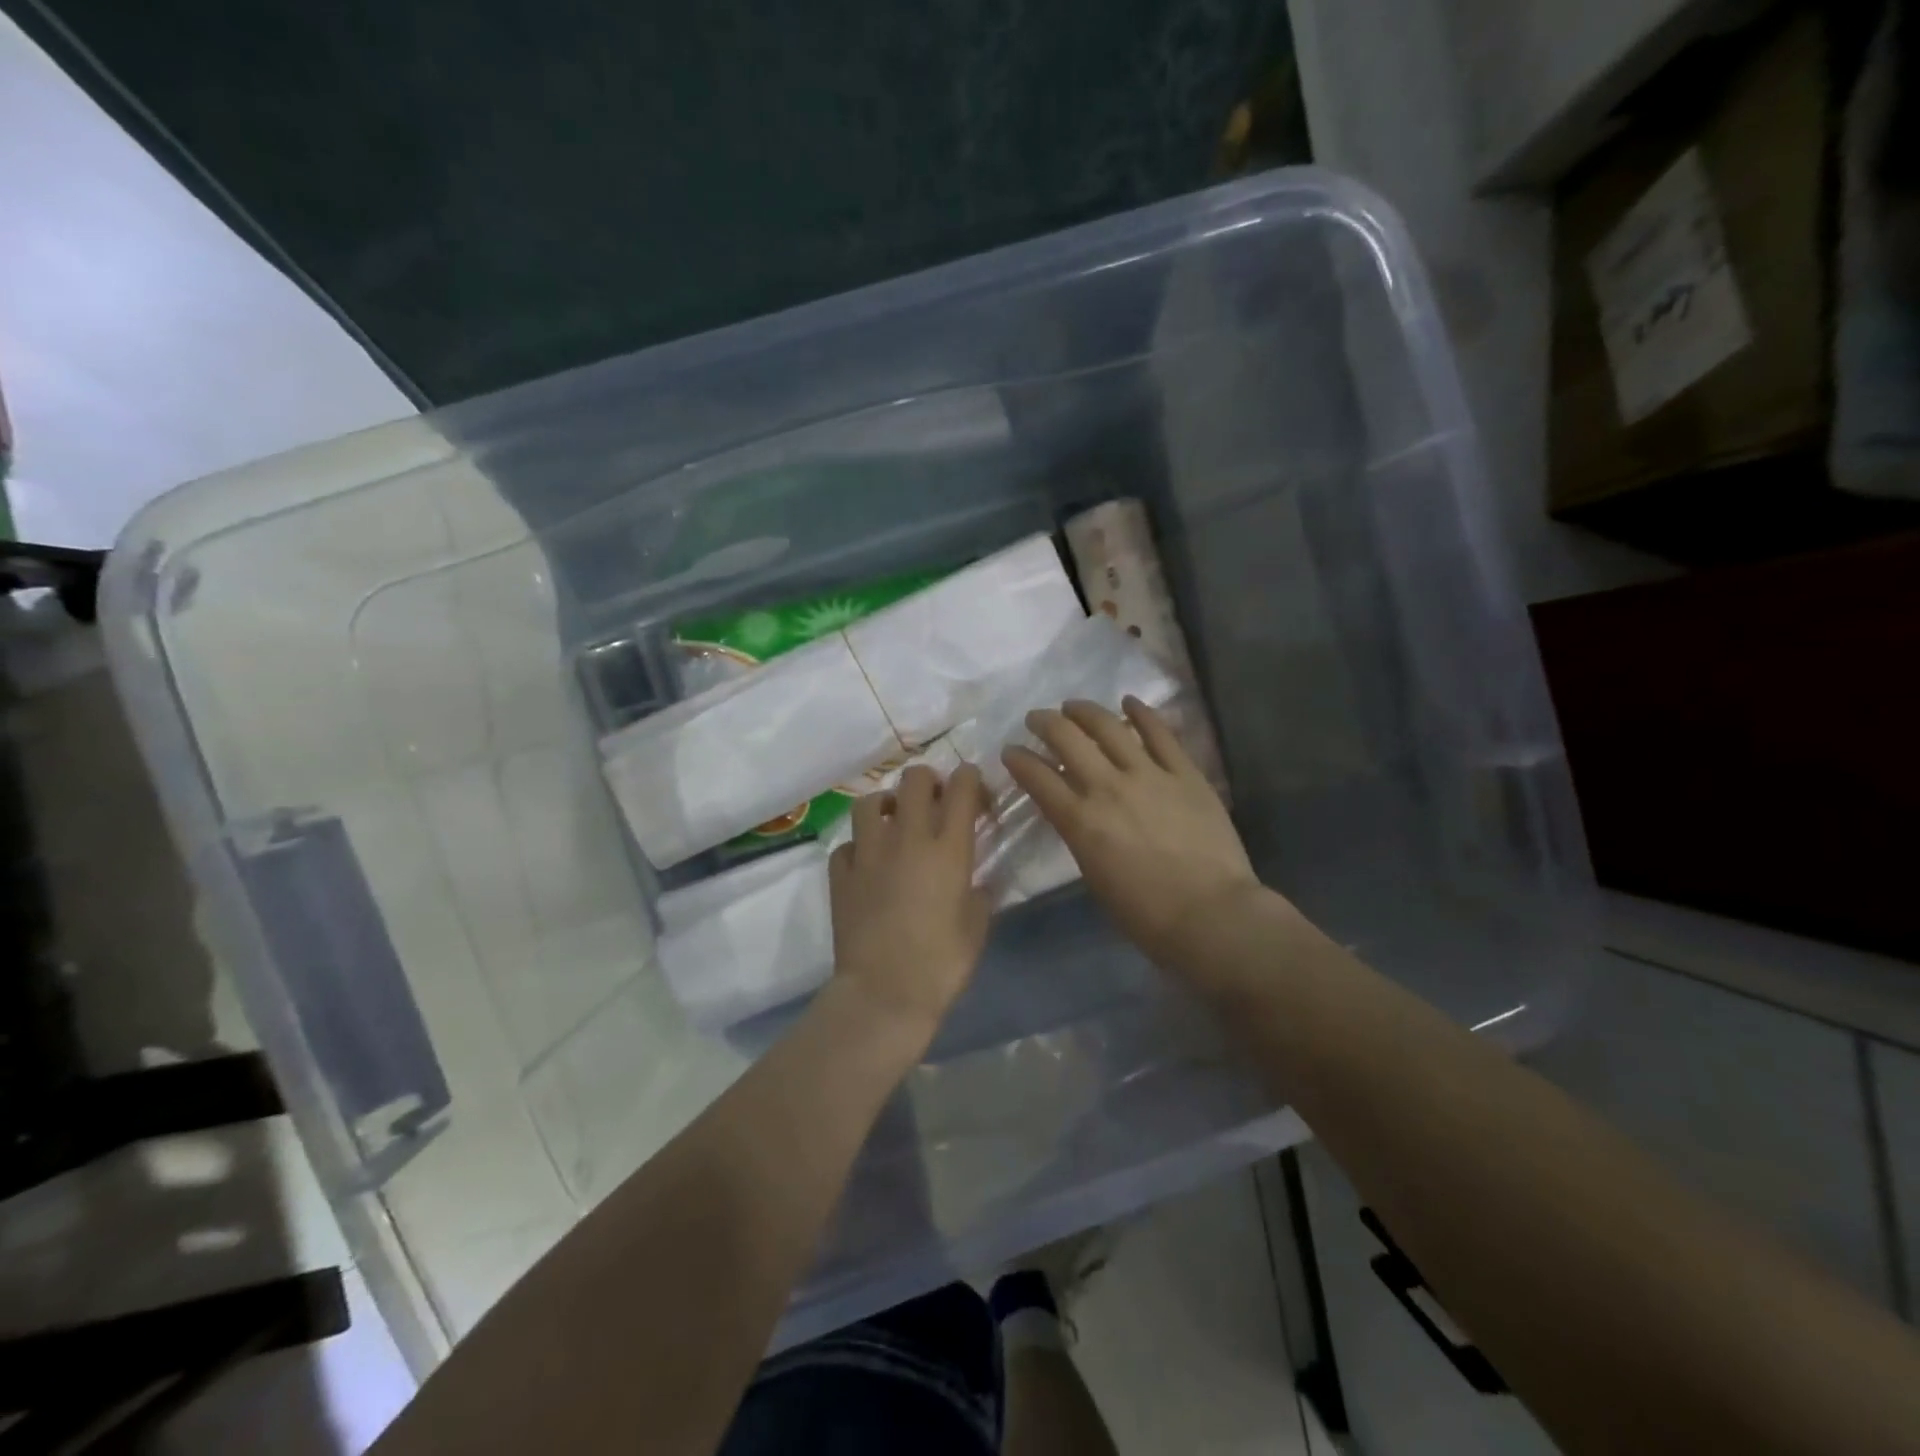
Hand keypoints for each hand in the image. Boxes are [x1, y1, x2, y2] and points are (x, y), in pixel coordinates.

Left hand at [827, 764, 991, 1043]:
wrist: (884, 993)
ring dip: (885, 805)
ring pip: (869, 802)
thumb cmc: (941, 963)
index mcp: (948, 848)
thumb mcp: (976, 927)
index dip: (969, 779)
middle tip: (934, 800)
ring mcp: (868, 853)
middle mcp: (907, 838)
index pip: (961, 788)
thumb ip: (979, 895)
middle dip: (927, 780)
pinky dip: (858, 847)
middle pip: (913, 780)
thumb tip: (976, 884)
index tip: (973, 790)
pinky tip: (867, 864)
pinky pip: (846, 845)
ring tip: (893, 822)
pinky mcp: (840, 874)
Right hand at [1003, 697, 1262, 968]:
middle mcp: (1107, 787)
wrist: (1211, 915)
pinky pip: (1160, 733)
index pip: (1037, 777)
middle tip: (1036, 719)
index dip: (1018, 759)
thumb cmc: (1145, 914)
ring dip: (1084, 711)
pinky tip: (1129, 701)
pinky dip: (1142, 713)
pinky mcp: (1184, 773)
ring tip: (1072, 706)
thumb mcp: (1093, 875)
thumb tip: (1075, 811)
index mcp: (1080, 820)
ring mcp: (1148, 775)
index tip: (1010, 751)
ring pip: (1109, 727)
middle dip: (1044, 723)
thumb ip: (1079, 835)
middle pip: (1067, 739)